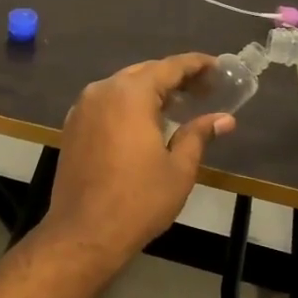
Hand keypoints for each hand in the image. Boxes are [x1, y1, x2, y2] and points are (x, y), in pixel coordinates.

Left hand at [36, 55, 235, 270]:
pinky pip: (106, 103)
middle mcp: (102, 91)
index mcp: (130, 94)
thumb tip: (224, 119)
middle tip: (204, 89)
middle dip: (174, 78)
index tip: (218, 67)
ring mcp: (82, 108)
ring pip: (122, 87)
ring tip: (179, 104)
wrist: (84, 232)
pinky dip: (128, 105)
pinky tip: (146, 122)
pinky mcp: (73, 126)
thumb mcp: (179, 168)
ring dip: (150, 91)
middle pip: (144, 73)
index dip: (196, 64)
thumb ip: (198, 135)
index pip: (169, 67)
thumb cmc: (138, 200)